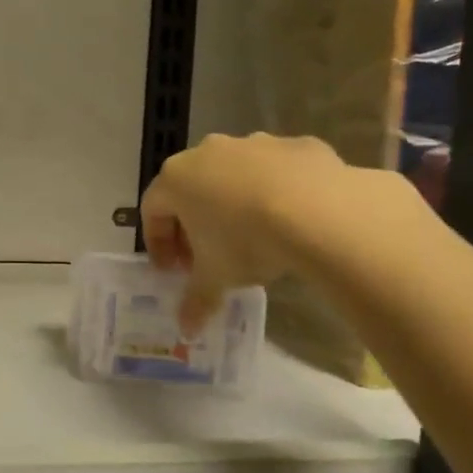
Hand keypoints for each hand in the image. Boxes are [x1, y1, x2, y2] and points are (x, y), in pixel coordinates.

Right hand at [140, 132, 418, 330]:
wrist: (319, 212)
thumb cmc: (246, 241)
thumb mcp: (216, 277)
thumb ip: (196, 300)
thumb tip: (186, 329)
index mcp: (177, 178)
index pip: (153, 209)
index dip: (159, 243)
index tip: (172, 271)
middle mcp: (208, 152)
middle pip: (191, 189)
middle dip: (194, 224)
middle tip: (207, 257)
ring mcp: (254, 144)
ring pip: (234, 176)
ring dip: (234, 204)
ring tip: (253, 238)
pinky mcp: (295, 146)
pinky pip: (277, 172)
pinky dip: (276, 192)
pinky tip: (292, 221)